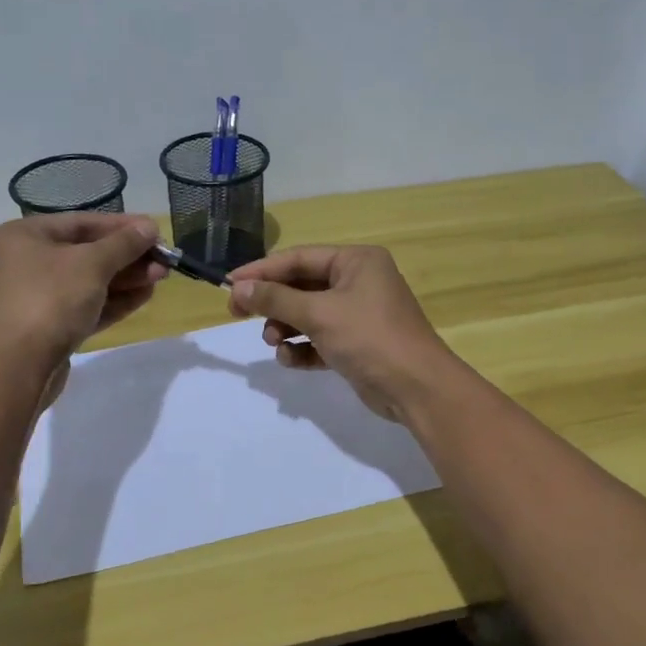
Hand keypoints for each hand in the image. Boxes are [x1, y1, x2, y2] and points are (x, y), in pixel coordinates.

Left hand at [0, 214, 167, 371]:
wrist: (18, 367)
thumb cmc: (50, 300)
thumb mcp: (91, 264)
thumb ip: (123, 244)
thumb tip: (149, 227)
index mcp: (23, 236)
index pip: (81, 223)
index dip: (122, 226)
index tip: (155, 231)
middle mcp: (24, 263)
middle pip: (86, 253)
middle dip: (128, 257)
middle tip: (163, 261)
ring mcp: (36, 298)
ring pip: (88, 282)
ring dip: (126, 279)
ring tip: (160, 278)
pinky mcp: (48, 328)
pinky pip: (85, 307)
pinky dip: (113, 301)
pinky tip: (144, 296)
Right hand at [226, 245, 457, 421]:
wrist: (416, 388)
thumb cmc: (370, 338)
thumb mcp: (319, 314)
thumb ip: (276, 299)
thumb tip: (240, 288)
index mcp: (356, 262)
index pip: (299, 258)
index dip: (262, 271)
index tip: (229, 285)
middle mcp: (358, 282)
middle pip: (302, 286)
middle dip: (273, 303)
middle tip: (238, 314)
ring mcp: (358, 315)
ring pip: (308, 314)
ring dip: (285, 327)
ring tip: (273, 342)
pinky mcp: (356, 345)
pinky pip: (320, 339)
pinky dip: (303, 347)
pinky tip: (291, 359)